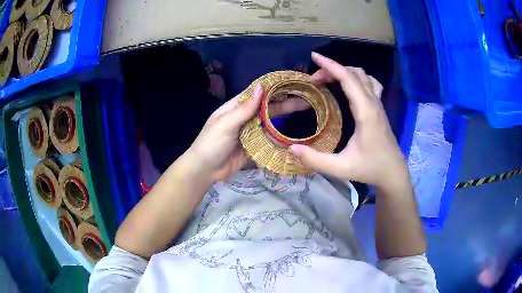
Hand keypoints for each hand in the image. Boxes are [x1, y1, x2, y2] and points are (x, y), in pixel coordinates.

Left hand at [188, 84, 310, 181]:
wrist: (205, 170)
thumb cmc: (211, 143)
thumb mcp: (226, 124)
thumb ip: (244, 108)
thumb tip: (261, 87)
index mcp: (236, 107)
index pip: (259, 93)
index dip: (275, 88)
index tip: (293, 84)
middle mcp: (245, 117)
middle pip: (268, 107)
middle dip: (286, 102)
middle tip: (307, 99)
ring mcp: (250, 132)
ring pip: (271, 123)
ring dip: (286, 118)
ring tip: (305, 112)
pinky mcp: (253, 146)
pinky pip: (268, 139)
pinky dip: (280, 137)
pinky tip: (294, 136)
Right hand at [290, 53, 407, 189]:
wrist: (393, 172)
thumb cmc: (370, 169)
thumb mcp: (341, 168)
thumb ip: (316, 160)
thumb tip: (292, 148)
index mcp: (366, 112)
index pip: (348, 79)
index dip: (330, 65)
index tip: (314, 57)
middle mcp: (373, 103)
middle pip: (354, 73)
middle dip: (333, 69)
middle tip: (314, 80)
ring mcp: (378, 104)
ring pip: (363, 76)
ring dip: (345, 72)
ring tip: (329, 79)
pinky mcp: (379, 108)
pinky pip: (370, 83)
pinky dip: (357, 78)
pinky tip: (350, 86)